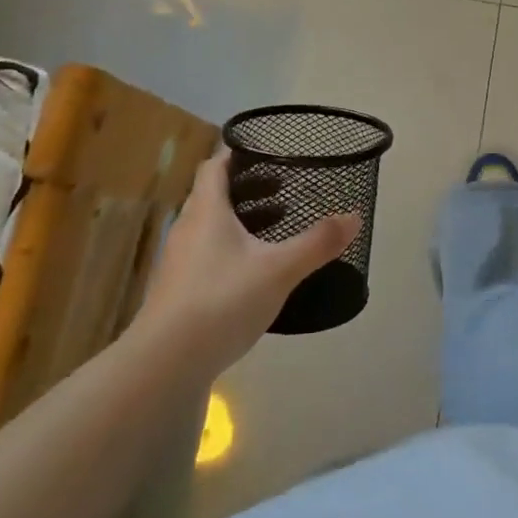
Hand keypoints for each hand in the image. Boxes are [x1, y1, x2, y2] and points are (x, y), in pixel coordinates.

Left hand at [131, 148, 359, 378]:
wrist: (163, 367)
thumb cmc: (221, 301)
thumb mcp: (279, 270)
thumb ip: (317, 242)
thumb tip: (354, 215)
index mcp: (207, 211)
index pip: (215, 166)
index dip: (237, 153)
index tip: (266, 150)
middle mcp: (188, 230)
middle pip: (213, 196)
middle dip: (248, 188)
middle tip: (283, 188)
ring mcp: (179, 264)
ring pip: (210, 228)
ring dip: (240, 222)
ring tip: (276, 228)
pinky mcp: (177, 294)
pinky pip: (207, 257)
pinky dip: (231, 252)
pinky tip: (254, 273)